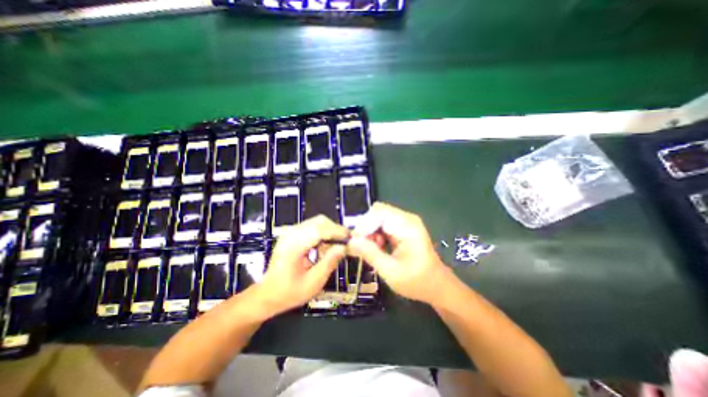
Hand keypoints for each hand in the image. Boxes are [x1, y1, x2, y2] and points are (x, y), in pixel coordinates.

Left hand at [258, 216, 349, 314]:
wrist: (267, 295)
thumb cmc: (289, 293)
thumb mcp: (313, 283)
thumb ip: (329, 263)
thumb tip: (343, 247)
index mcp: (293, 247)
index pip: (318, 230)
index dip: (336, 231)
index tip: (350, 238)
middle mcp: (290, 235)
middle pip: (318, 221)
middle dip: (335, 229)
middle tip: (344, 243)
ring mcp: (290, 233)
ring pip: (316, 222)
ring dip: (329, 231)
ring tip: (334, 248)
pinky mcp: (291, 234)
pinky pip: (311, 227)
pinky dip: (322, 233)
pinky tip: (323, 248)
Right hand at [344, 203, 453, 305]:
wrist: (437, 286)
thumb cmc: (417, 281)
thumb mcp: (391, 272)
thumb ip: (370, 254)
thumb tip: (350, 241)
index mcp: (407, 226)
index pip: (378, 212)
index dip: (364, 224)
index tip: (356, 242)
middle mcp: (406, 218)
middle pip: (377, 212)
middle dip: (366, 228)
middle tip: (362, 248)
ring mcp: (405, 222)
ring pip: (378, 217)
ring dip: (370, 232)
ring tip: (372, 250)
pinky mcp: (402, 227)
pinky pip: (382, 224)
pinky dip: (376, 234)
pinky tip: (378, 248)